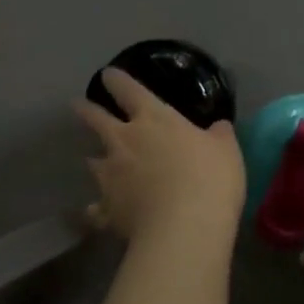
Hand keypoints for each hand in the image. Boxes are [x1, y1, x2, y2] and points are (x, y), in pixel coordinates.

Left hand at [73, 68, 245, 252]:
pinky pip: (96, 208)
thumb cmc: (209, 178)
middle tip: (77, 105)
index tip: (108, 75)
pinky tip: (96, 213)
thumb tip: (218, 126)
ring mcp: (111, 176)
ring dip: (94, 160)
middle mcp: (124, 141)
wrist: (184, 229)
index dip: (116, 80)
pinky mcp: (107, 209)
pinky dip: (96, 209)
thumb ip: (218, 135)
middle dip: (86, 110)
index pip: (128, 89)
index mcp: (153, 118)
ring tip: (93, 161)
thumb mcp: (226, 150)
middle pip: (97, 119)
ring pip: (93, 162)